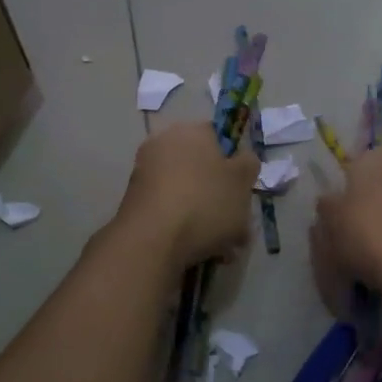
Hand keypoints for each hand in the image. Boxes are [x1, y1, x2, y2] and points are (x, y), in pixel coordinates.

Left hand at [113, 123, 259, 269]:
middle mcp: (163, 145)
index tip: (243, 189)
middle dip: (219, 195)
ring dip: (205, 215)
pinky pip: (169, 210)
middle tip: (237, 223)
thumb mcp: (242, 181)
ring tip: (223, 247)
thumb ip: (248, 164)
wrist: (151, 240)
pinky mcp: (133, 203)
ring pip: (187, 193)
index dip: (234, 162)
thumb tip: (242, 159)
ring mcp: (144, 174)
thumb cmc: (205, 202)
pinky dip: (184, 226)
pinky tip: (200, 250)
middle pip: (201, 168)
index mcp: (190, 131)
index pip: (217, 136)